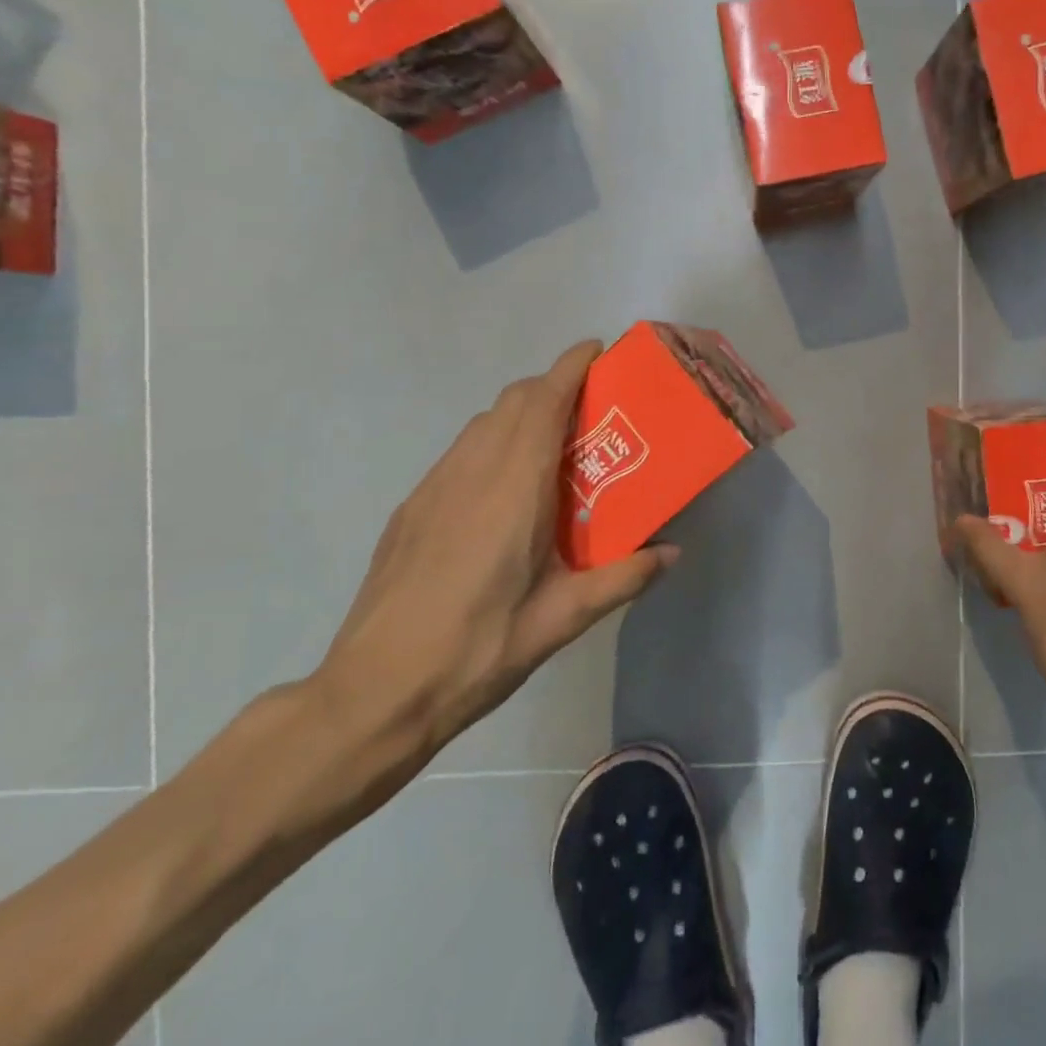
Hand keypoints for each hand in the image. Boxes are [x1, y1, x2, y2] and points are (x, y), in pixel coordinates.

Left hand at [311, 340, 676, 788]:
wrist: (372, 694)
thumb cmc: (476, 653)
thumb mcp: (560, 620)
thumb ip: (622, 578)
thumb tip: (673, 553)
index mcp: (513, 491)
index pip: (541, 404)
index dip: (569, 367)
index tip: (597, 351)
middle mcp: (470, 474)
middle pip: (512, 401)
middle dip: (552, 386)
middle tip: (591, 409)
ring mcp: (433, 488)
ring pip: (483, 423)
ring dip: (521, 413)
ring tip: (555, 448)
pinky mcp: (412, 508)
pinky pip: (461, 451)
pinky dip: (492, 442)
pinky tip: (506, 491)